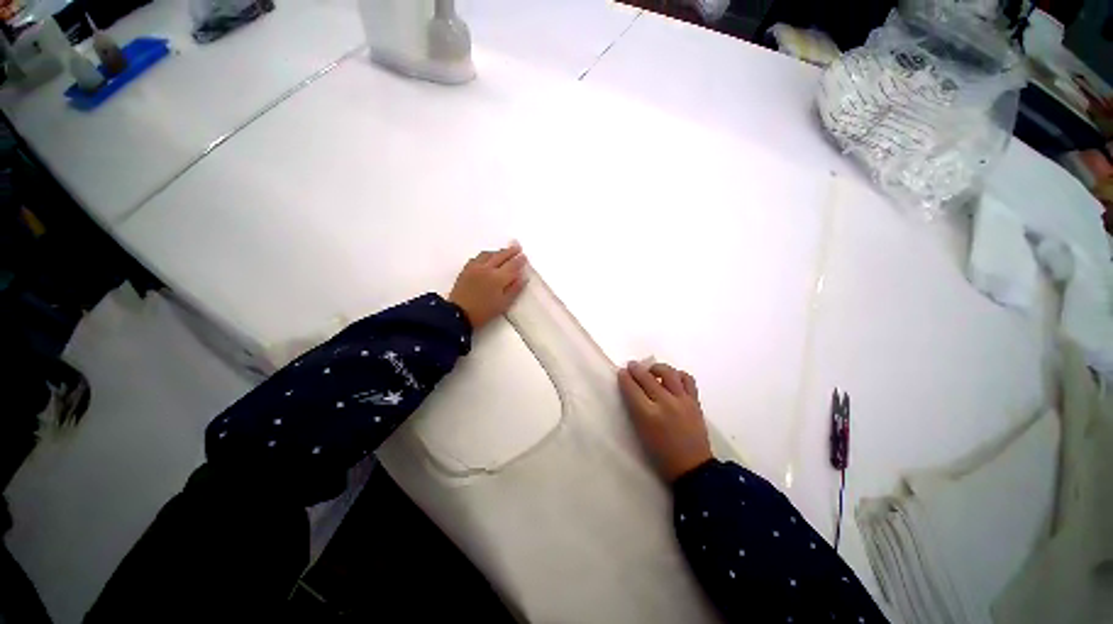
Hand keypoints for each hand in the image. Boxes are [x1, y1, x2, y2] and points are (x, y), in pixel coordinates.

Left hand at [449, 243, 528, 330]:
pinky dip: (486, 255)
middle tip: (518, 248)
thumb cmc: (484, 311)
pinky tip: (487, 258)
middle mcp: (487, 268)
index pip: (512, 265)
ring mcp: (475, 267)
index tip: (524, 257)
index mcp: (498, 278)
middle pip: (501, 256)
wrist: (458, 314)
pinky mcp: (466, 269)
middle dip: (510, 251)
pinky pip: (478, 257)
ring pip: (489, 254)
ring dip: (498, 252)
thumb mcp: (503, 304)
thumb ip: (514, 289)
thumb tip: (523, 277)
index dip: (519, 260)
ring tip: (504, 252)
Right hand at [618, 361, 712, 482]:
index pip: (632, 389)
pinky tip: (672, 378)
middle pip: (647, 378)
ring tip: (652, 370)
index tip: (622, 372)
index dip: (625, 378)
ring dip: (657, 368)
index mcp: (648, 415)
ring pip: (668, 372)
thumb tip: (631, 388)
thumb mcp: (641, 432)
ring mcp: (682, 401)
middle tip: (631, 366)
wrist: (692, 467)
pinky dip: (678, 375)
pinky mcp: (695, 401)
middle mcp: (665, 404)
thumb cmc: (661, 454)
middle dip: (636, 369)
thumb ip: (635, 408)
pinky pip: (687, 379)